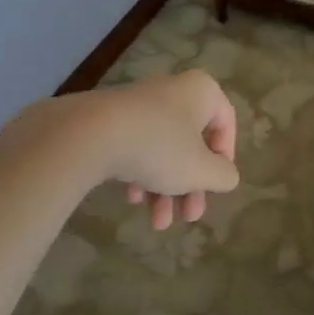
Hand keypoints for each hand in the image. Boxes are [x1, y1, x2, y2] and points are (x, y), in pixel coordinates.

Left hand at [84, 70, 239, 227]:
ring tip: (158, 223)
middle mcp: (173, 91)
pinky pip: (137, 147)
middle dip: (191, 186)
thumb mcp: (202, 170)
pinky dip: (140, 174)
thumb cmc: (159, 147)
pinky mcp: (111, 119)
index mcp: (201, 92)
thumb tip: (226, 176)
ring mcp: (139, 104)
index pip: (226, 124)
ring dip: (165, 188)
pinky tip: (133, 199)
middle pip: (192, 143)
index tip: (215, 185)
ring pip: (164, 149)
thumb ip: (224, 175)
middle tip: (189, 217)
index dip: (225, 159)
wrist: (87, 135)